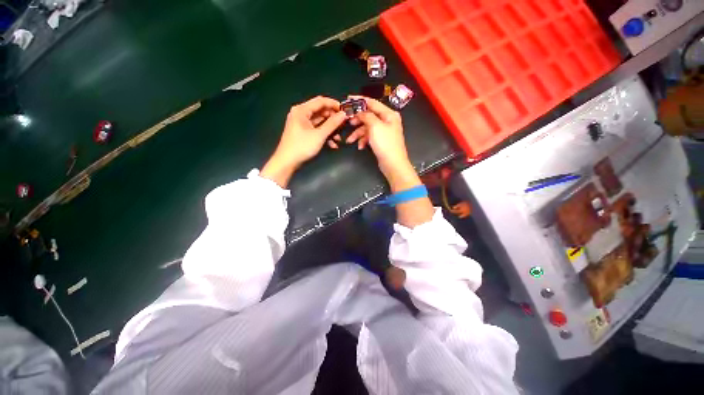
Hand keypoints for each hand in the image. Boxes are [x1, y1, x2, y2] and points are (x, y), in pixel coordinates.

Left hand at [261, 96, 346, 186]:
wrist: (287, 162)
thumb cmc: (302, 146)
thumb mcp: (319, 135)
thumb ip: (332, 124)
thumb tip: (343, 114)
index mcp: (302, 110)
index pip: (321, 101)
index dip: (334, 104)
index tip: (345, 111)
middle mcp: (301, 114)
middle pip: (320, 111)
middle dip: (333, 119)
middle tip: (344, 125)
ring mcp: (301, 124)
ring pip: (320, 122)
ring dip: (330, 129)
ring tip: (339, 138)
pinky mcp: (303, 132)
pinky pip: (316, 130)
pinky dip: (324, 135)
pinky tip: (332, 144)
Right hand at [346, 96, 414, 185]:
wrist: (393, 164)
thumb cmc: (385, 144)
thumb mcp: (375, 126)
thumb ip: (366, 115)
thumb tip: (359, 110)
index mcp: (388, 114)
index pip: (372, 103)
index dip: (359, 100)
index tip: (347, 99)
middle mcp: (387, 120)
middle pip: (369, 116)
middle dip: (357, 120)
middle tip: (347, 122)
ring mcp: (384, 131)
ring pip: (367, 128)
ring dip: (358, 133)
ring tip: (350, 140)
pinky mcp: (380, 141)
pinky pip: (369, 136)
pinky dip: (363, 140)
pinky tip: (360, 146)